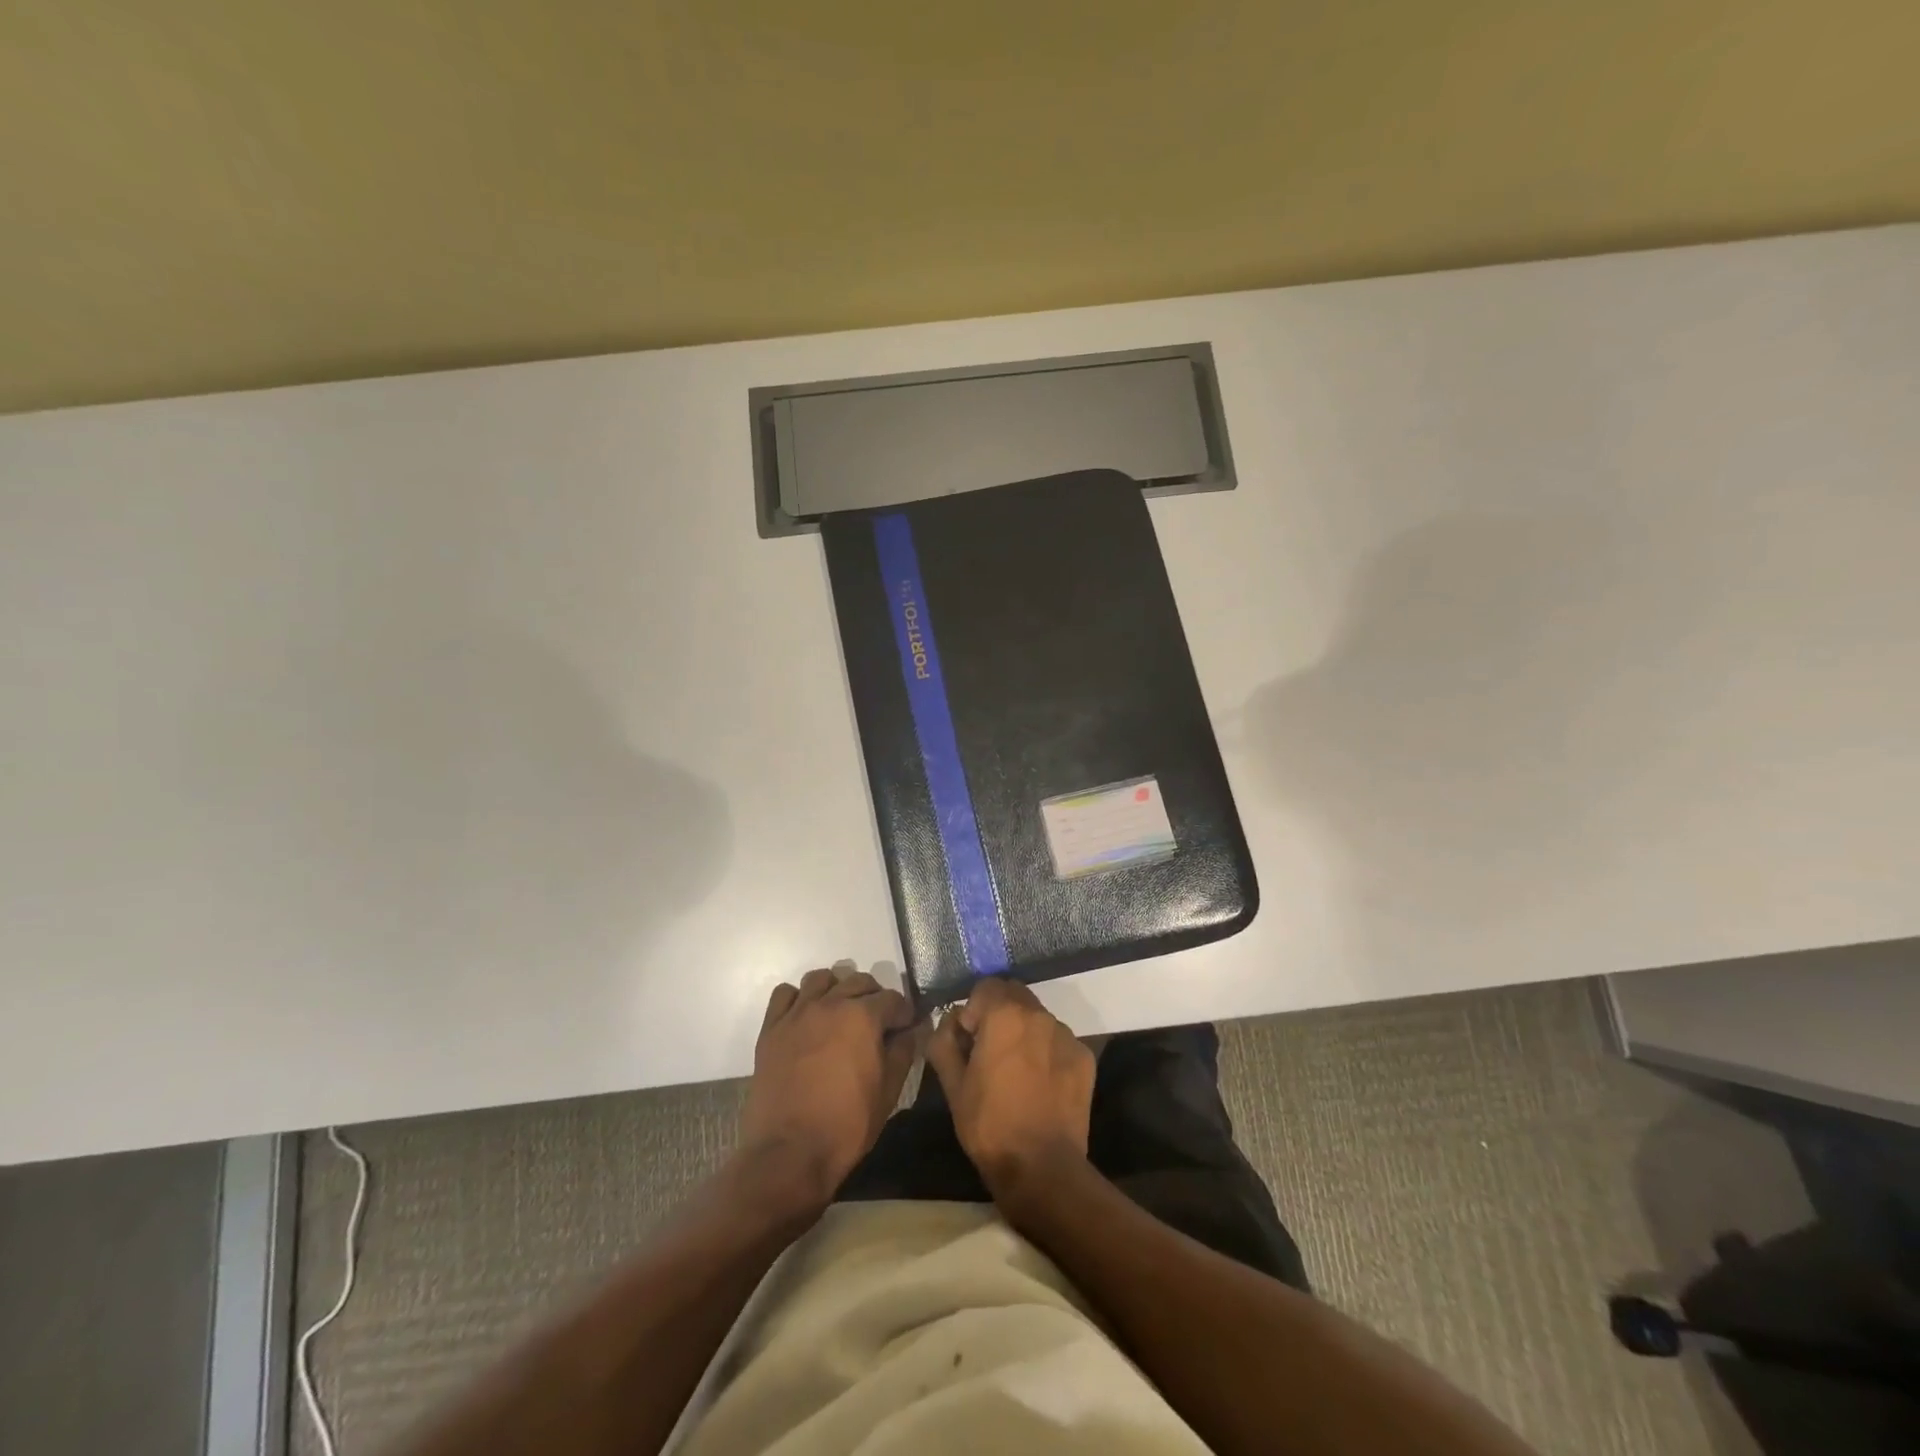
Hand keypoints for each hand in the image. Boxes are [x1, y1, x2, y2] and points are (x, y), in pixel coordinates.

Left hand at [737, 966, 918, 1212]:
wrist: (789, 1153)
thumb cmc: (847, 1125)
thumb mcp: (889, 1091)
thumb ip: (903, 1052)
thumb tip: (912, 1030)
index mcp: (863, 1016)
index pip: (893, 999)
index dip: (904, 1013)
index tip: (906, 1028)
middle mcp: (831, 1003)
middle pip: (859, 981)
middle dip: (874, 996)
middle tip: (877, 1021)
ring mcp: (797, 1013)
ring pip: (821, 979)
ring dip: (837, 989)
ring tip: (841, 1013)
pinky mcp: (771, 1028)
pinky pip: (785, 994)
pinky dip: (798, 999)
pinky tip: (806, 1018)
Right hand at [926, 977, 1095, 1199]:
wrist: (1042, 1168)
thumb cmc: (990, 1124)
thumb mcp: (952, 1085)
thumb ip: (944, 1041)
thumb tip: (950, 1022)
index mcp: (1005, 1014)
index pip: (985, 986)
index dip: (972, 1010)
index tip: (970, 1041)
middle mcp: (1039, 1014)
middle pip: (1014, 996)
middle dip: (999, 1014)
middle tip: (990, 1052)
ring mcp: (1066, 1034)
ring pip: (1038, 1018)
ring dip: (1024, 1032)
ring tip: (1017, 1072)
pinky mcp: (1084, 1057)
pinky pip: (1058, 1040)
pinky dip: (1046, 1051)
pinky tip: (1040, 1084)